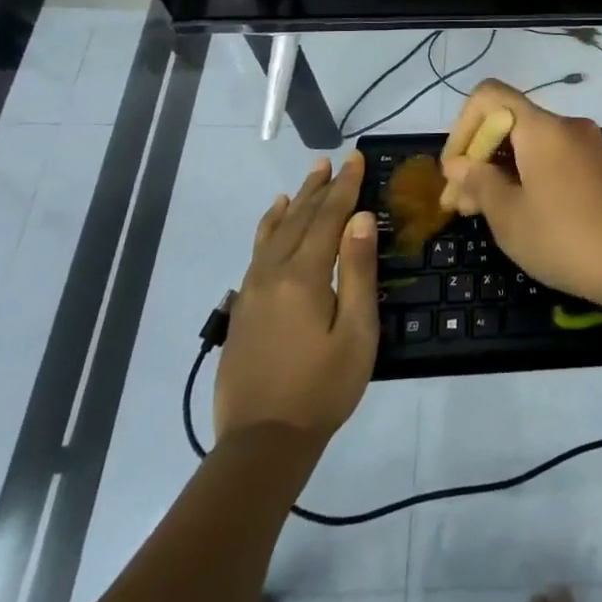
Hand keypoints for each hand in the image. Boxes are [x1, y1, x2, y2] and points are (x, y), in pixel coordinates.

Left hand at [215, 154, 379, 445]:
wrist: (261, 442)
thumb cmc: (322, 388)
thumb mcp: (356, 332)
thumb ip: (358, 271)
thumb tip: (359, 218)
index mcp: (304, 276)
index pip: (328, 217)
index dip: (345, 186)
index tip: (357, 159)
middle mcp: (273, 272)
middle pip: (299, 218)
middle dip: (320, 188)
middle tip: (335, 161)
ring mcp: (252, 289)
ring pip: (275, 231)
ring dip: (295, 202)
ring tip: (308, 179)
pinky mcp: (242, 306)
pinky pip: (257, 250)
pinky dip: (268, 226)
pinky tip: (274, 218)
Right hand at [439, 81, 601, 310]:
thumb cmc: (567, 238)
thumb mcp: (510, 216)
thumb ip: (478, 183)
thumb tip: (458, 165)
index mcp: (542, 127)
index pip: (489, 96)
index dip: (462, 127)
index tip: (454, 172)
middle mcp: (567, 126)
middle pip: (509, 122)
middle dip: (478, 156)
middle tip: (458, 204)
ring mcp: (588, 146)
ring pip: (530, 144)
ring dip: (501, 170)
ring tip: (481, 213)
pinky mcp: (601, 168)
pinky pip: (553, 159)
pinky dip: (528, 176)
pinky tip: (520, 213)